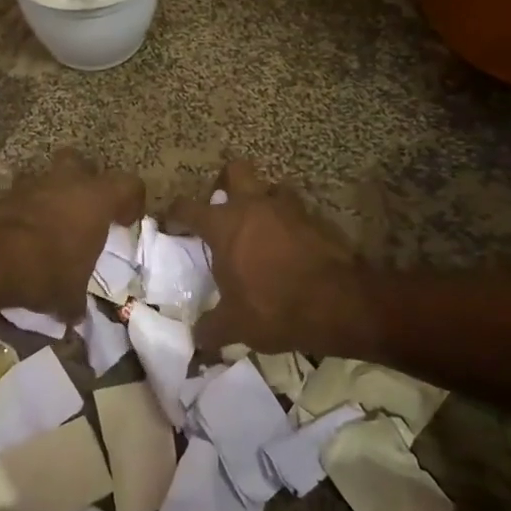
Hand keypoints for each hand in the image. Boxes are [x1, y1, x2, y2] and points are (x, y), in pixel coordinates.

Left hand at [0, 148, 145, 317]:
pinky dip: (26, 208)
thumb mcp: (71, 294)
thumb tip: (76, 315)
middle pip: (84, 164)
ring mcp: (35, 183)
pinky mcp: (7, 193)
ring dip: (52, 193)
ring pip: (49, 175)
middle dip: (85, 181)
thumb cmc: (50, 269)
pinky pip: (23, 194)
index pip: (129, 184)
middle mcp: (69, 181)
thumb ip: (77, 300)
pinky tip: (24, 232)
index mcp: (98, 199)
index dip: (131, 201)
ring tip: (51, 221)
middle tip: (85, 209)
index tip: (124, 222)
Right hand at [167, 160, 373, 357]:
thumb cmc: (275, 307)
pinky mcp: (316, 218)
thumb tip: (197, 339)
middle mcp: (253, 205)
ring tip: (261, 227)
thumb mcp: (235, 325)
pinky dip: (289, 222)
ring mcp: (288, 208)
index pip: (188, 208)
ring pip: (270, 187)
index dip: (176, 214)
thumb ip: (211, 328)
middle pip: (235, 171)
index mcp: (224, 224)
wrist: (339, 302)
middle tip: (224, 207)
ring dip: (263, 201)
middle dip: (226, 182)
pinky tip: (290, 245)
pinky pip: (296, 210)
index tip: (172, 223)